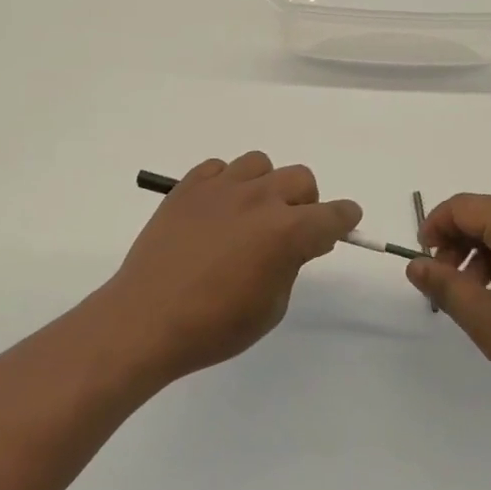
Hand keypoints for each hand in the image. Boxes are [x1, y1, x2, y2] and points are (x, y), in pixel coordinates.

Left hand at [99, 152, 360, 382]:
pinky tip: (216, 209)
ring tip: (250, 213)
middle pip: (301, 178)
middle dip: (306, 202)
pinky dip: (226, 183)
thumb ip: (290, 266)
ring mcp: (221, 187)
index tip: (344, 222)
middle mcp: (259, 199)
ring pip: (260, 163)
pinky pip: (219, 168)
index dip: (344, 219)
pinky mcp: (189, 185)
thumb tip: (294, 244)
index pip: (333, 215)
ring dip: (265, 185)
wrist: (146, 318)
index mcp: (286, 232)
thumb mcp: (271, 308)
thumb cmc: (214, 326)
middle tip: (291, 228)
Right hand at [408, 194, 490, 430]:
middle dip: (457, 241)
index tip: (422, 259)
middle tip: (444, 279)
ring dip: (481, 252)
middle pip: (486, 213)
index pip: (463, 206)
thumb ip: (443, 285)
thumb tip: (415, 265)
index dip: (435, 226)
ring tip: (474, 295)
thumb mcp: (483, 317)